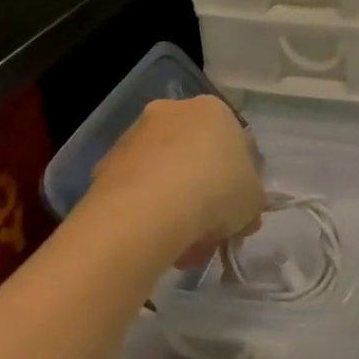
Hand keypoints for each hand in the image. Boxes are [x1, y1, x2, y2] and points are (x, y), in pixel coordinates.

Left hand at [85, 96, 264, 268]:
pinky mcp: (105, 165)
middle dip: (203, 193)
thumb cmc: (216, 190)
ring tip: (183, 248)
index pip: (233, 142)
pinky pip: (137, 191)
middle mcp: (172, 112)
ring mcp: (134, 137)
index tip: (237, 210)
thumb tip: (243, 213)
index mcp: (213, 110)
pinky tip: (156, 243)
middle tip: (211, 231)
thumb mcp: (253, 200)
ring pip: (164, 175)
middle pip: (195, 156)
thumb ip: (250, 201)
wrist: (148, 210)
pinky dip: (147, 213)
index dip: (239, 179)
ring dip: (175, 206)